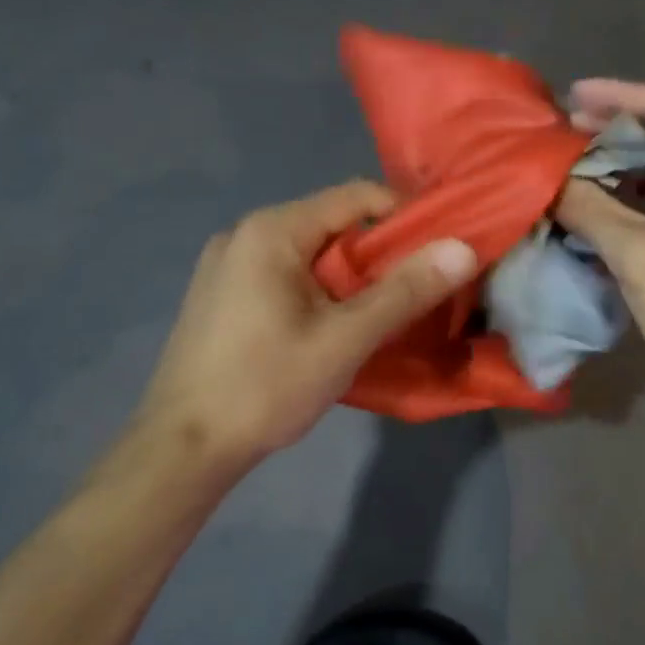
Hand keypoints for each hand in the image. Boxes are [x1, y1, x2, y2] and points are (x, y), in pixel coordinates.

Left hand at [129, 181, 477, 476]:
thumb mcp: (345, 340)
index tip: (439, 251)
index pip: (356, 196)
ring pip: (309, 253)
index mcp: (271, 230)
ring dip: (349, 276)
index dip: (405, 216)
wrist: (182, 449)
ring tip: (379, 314)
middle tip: (415, 291)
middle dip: (378, 253)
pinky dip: (318, 290)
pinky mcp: (221, 294)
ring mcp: (227, 264)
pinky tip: (330, 327)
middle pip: (331, 224)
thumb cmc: (265, 387)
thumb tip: (463, 248)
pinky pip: (284, 274)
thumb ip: (405, 291)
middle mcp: (244, 233)